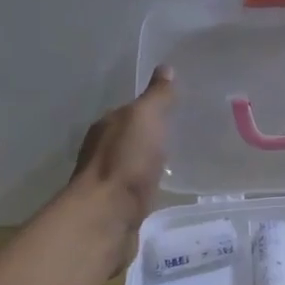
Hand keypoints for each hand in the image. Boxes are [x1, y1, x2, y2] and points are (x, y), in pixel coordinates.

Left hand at [70, 67, 173, 268]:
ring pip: (133, 165)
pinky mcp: (118, 208)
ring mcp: (109, 182)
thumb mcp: (146, 119)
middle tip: (181, 133)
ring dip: (148, 162)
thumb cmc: (126, 162)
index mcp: (107, 126)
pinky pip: (137, 189)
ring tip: (177, 161)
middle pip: (130, 138)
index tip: (176, 108)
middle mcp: (102, 151)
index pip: (129, 111)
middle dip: (150, 136)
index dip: (150, 109)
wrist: (108, 216)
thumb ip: (157, 97)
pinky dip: (148, 185)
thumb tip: (166, 68)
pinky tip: (163, 188)